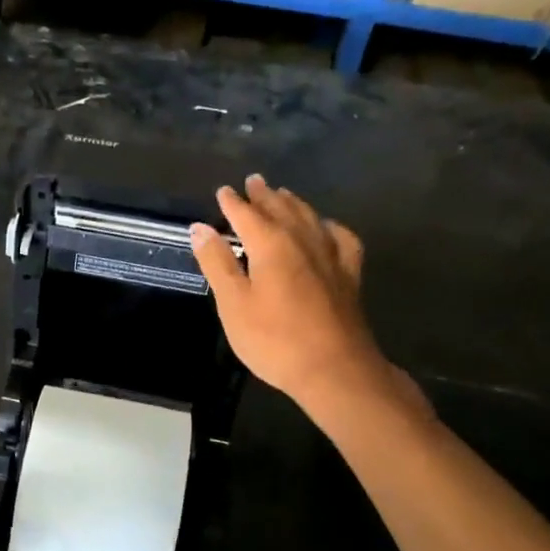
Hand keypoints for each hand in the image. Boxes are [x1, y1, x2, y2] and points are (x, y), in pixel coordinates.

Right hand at [190, 176, 427, 420]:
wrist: (334, 369)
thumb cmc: (274, 340)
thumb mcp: (233, 304)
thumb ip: (217, 263)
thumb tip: (200, 227)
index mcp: (270, 244)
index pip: (246, 214)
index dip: (232, 202)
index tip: (223, 191)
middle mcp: (302, 240)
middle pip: (280, 208)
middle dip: (263, 195)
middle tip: (253, 181)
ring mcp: (330, 255)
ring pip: (309, 217)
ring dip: (293, 203)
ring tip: (283, 194)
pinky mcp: (348, 274)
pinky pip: (340, 237)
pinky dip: (328, 226)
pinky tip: (326, 227)